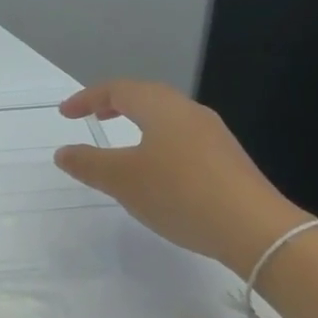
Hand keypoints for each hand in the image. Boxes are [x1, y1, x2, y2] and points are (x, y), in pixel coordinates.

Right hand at [53, 80, 309, 275]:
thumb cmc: (178, 193)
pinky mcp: (227, 161)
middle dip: (117, 103)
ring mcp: (214, 136)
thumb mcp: (122, 180)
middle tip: (94, 117)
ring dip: (140, 124)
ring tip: (122, 145)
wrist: (253, 228)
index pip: (119, 90)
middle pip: (148, 97)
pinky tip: (156, 172)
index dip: (88, 98)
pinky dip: (158, 143)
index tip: (65, 114)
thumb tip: (63, 152)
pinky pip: (183, 140)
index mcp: (162, 109)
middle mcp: (190, 113)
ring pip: (168, 119)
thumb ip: (88, 163)